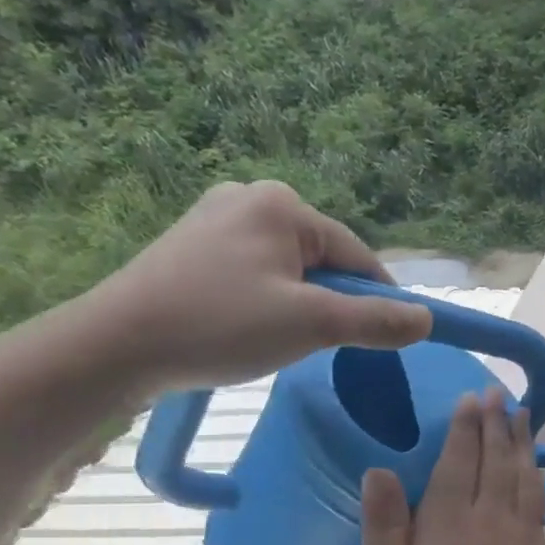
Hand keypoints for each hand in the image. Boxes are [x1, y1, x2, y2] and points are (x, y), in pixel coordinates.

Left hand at [86, 180, 431, 394]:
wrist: (117, 346)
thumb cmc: (220, 325)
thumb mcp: (313, 325)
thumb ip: (377, 321)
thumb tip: (428, 320)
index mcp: (282, 205)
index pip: (358, 256)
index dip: (378, 301)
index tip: (384, 341)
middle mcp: (250, 198)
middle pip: (326, 261)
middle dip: (332, 303)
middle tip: (314, 344)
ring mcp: (217, 219)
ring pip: (293, 271)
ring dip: (302, 307)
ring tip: (276, 339)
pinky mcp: (194, 245)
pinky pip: (259, 274)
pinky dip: (269, 303)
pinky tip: (249, 328)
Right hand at [360, 387, 544, 544]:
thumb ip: (384, 531)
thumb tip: (380, 471)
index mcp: (449, 526)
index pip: (458, 462)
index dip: (464, 428)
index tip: (471, 397)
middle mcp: (490, 521)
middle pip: (495, 460)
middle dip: (495, 423)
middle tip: (497, 393)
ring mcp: (521, 539)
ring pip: (522, 476)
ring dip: (521, 442)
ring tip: (522, 414)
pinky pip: (538, 501)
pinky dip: (536, 475)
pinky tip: (536, 469)